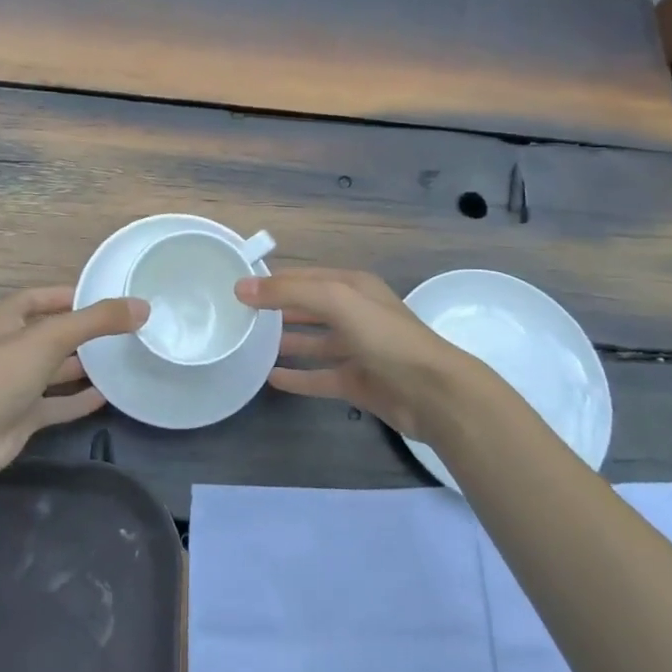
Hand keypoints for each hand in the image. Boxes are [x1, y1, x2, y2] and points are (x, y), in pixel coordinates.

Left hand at [0, 287, 147, 480]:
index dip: (68, 295)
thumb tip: (142, 306)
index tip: (104, 297)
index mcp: (7, 319)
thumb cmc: (3, 373)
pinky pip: (57, 404)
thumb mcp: (52, 336)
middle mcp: (11, 348)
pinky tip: (108, 396)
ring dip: (83, 366)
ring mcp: (16, 384)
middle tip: (121, 330)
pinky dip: (79, 400)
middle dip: (82, 332)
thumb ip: (97, 320)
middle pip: (51, 334)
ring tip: (120, 360)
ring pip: (55, 369)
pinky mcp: (23, 416)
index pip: (40, 298)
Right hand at [237, 268, 478, 435]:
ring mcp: (358, 350)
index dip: (273, 281)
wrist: (434, 394)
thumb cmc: (385, 337)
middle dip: (277, 310)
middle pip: (308, 308)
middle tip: (239, 317)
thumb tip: (241, 287)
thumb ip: (288, 292)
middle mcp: (355, 314)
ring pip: (314, 342)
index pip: (304, 277)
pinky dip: (298, 376)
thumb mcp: (336, 301)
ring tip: (250, 346)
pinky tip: (272, 379)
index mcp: (353, 287)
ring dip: (286, 342)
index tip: (237, 288)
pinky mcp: (358, 382)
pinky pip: (320, 376)